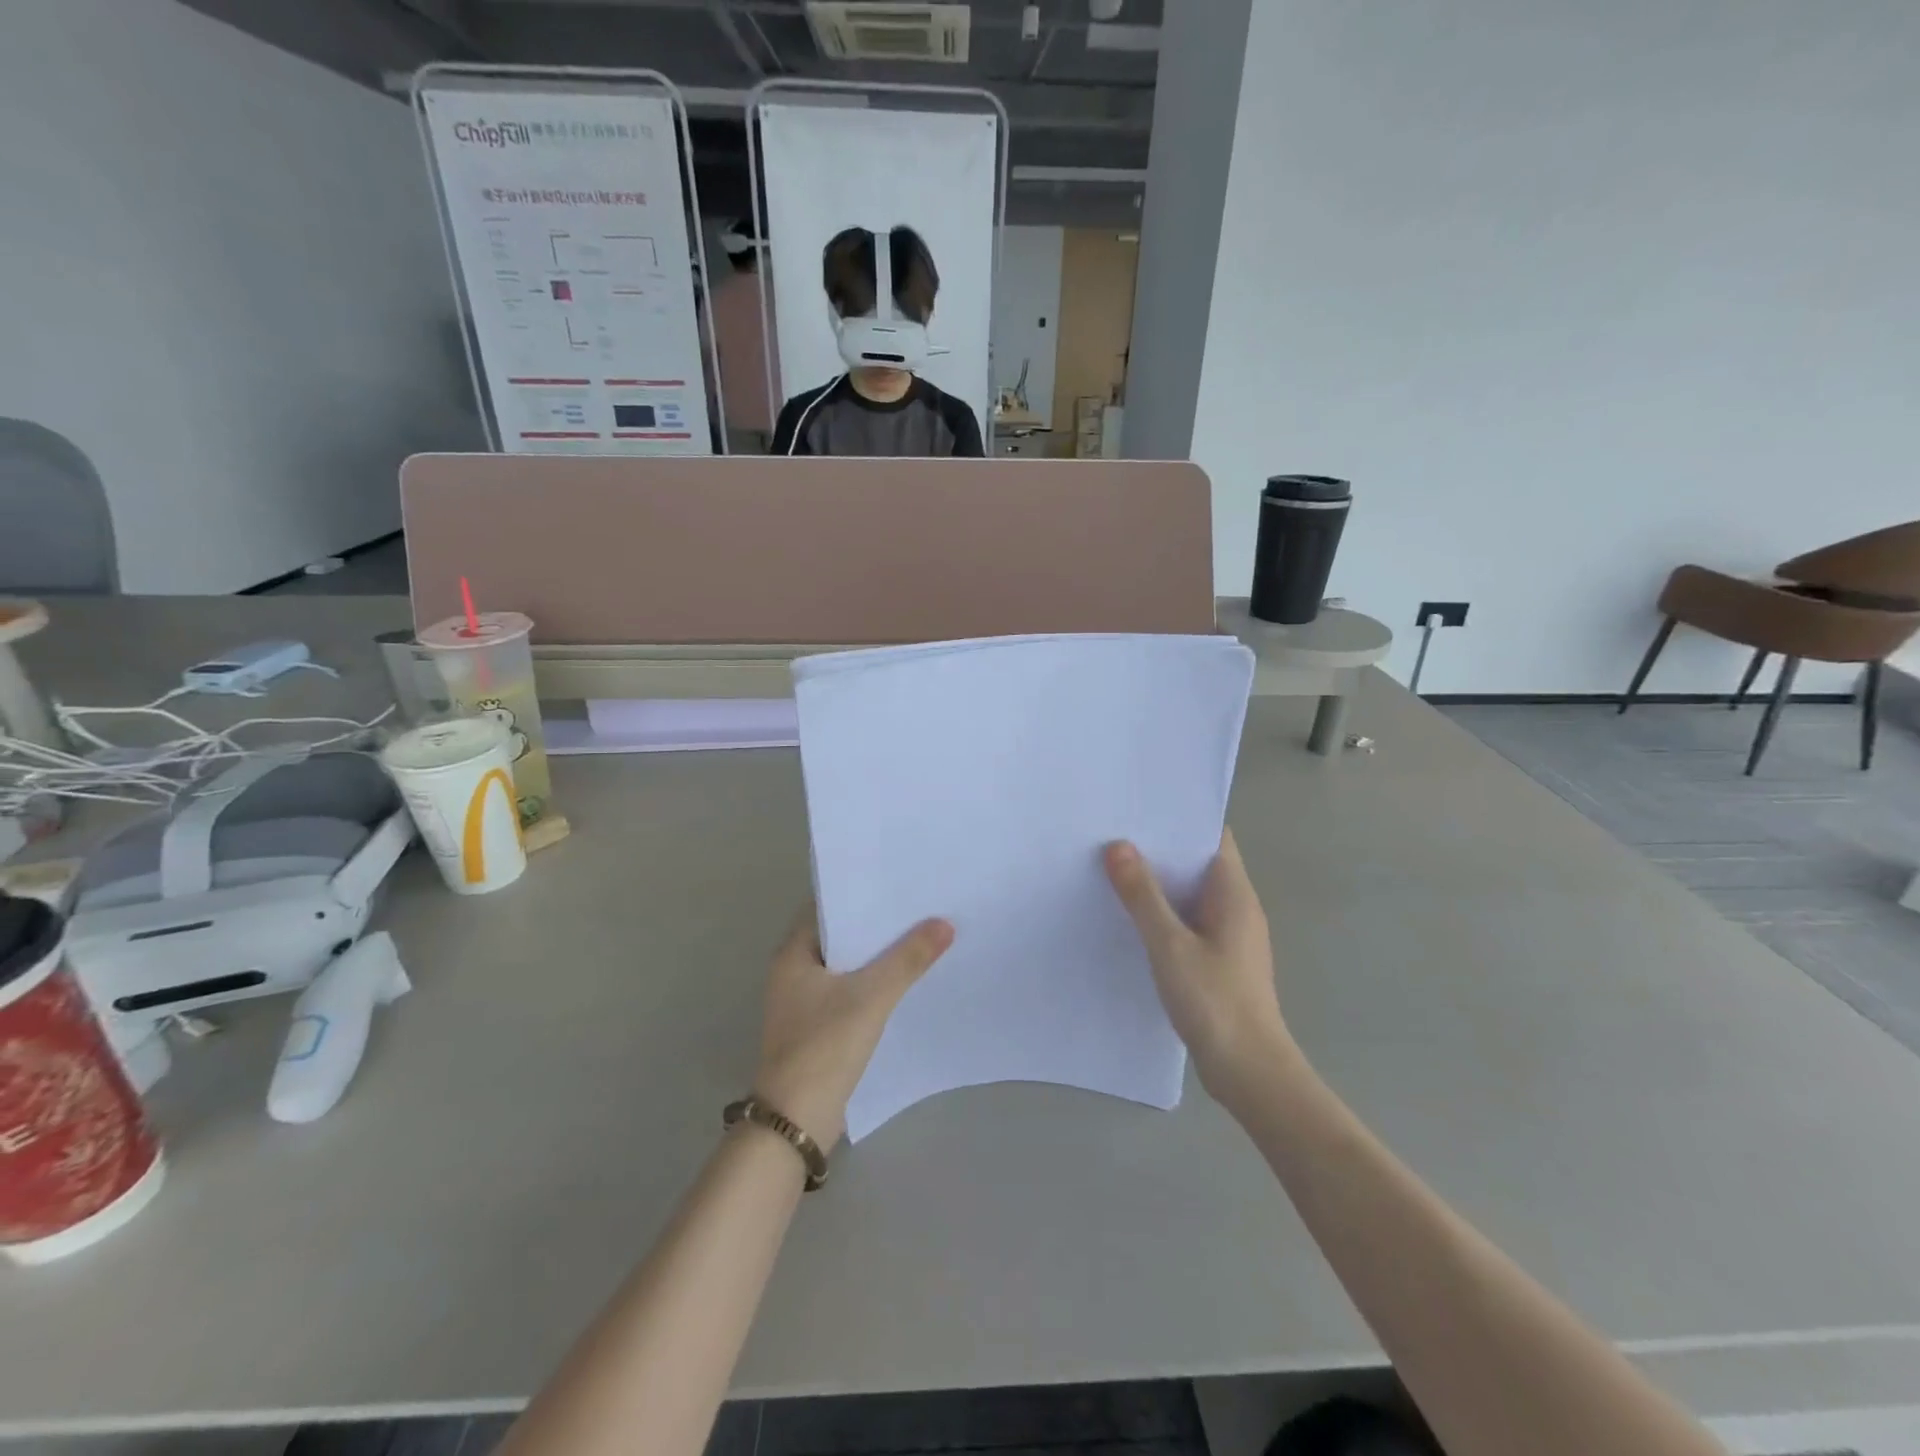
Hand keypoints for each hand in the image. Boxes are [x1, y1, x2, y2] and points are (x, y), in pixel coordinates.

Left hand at [754, 907, 954, 1150]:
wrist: (796, 1121)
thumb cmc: (824, 1047)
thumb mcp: (871, 997)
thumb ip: (908, 959)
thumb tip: (944, 923)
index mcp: (793, 954)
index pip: (827, 907)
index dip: (861, 894)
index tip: (897, 883)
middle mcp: (793, 972)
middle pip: (840, 936)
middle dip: (876, 925)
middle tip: (919, 907)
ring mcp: (803, 1002)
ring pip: (847, 966)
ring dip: (877, 956)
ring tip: (921, 937)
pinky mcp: (816, 1027)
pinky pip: (849, 992)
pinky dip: (873, 984)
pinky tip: (905, 981)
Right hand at [1104, 832, 1299, 1108]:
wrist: (1249, 1071)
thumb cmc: (1214, 1001)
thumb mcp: (1169, 945)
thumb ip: (1143, 895)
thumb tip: (1118, 846)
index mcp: (1234, 893)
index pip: (1213, 836)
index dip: (1181, 817)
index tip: (1140, 805)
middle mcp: (1236, 907)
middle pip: (1198, 862)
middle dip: (1160, 848)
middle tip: (1113, 832)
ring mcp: (1228, 935)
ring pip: (1190, 894)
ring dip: (1158, 882)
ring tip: (1112, 867)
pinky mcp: (1218, 960)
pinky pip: (1187, 921)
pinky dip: (1162, 912)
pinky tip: (1128, 917)